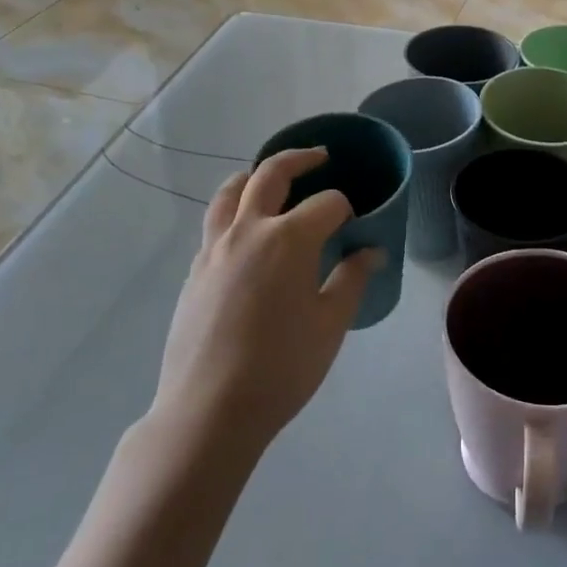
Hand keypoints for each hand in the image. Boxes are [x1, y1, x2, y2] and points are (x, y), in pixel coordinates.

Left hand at [152, 148, 382, 455]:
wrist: (210, 409)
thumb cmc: (282, 367)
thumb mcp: (330, 324)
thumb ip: (352, 279)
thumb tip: (372, 251)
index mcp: (288, 239)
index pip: (326, 204)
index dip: (346, 209)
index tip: (356, 226)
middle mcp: (248, 230)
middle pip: (271, 174)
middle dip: (300, 160)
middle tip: (320, 157)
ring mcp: (214, 248)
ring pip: (231, 192)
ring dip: (254, 176)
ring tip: (268, 178)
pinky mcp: (195, 270)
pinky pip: (215, 223)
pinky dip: (234, 210)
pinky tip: (246, 234)